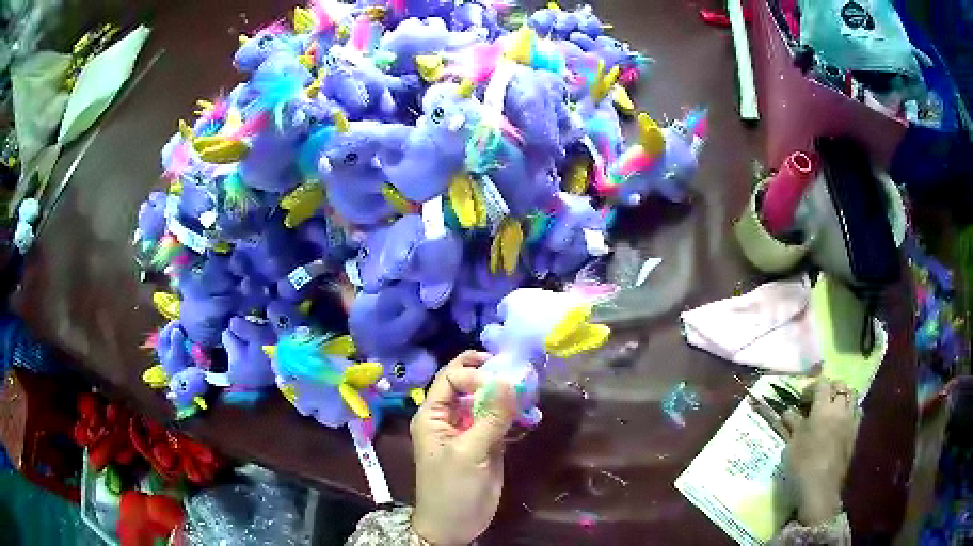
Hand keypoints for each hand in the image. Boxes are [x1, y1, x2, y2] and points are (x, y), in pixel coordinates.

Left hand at [410, 351, 516, 544]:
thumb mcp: (469, 453)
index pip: (450, 377)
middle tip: (519, 372)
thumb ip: (490, 418)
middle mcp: (449, 417)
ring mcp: (469, 430)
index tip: (501, 384)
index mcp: (433, 415)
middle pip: (468, 385)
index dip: (474, 375)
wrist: (454, 526)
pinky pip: (499, 420)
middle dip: (491, 375)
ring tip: (530, 390)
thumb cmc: (452, 489)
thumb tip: (510, 380)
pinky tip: (530, 414)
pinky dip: (514, 414)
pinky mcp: (486, 444)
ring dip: (506, 394)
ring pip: (486, 401)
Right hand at [781, 379, 859, 525]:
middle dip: (830, 388)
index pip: (822, 384)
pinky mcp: (855, 433)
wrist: (821, 487)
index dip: (812, 387)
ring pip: (852, 396)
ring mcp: (850, 420)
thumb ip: (793, 424)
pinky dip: (850, 410)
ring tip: (832, 408)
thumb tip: (788, 412)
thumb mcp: (791, 444)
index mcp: (823, 408)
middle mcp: (840, 409)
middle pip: (840, 386)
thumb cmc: (803, 464)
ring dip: (843, 397)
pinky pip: (857, 412)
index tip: (802, 399)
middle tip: (818, 400)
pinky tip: (841, 421)